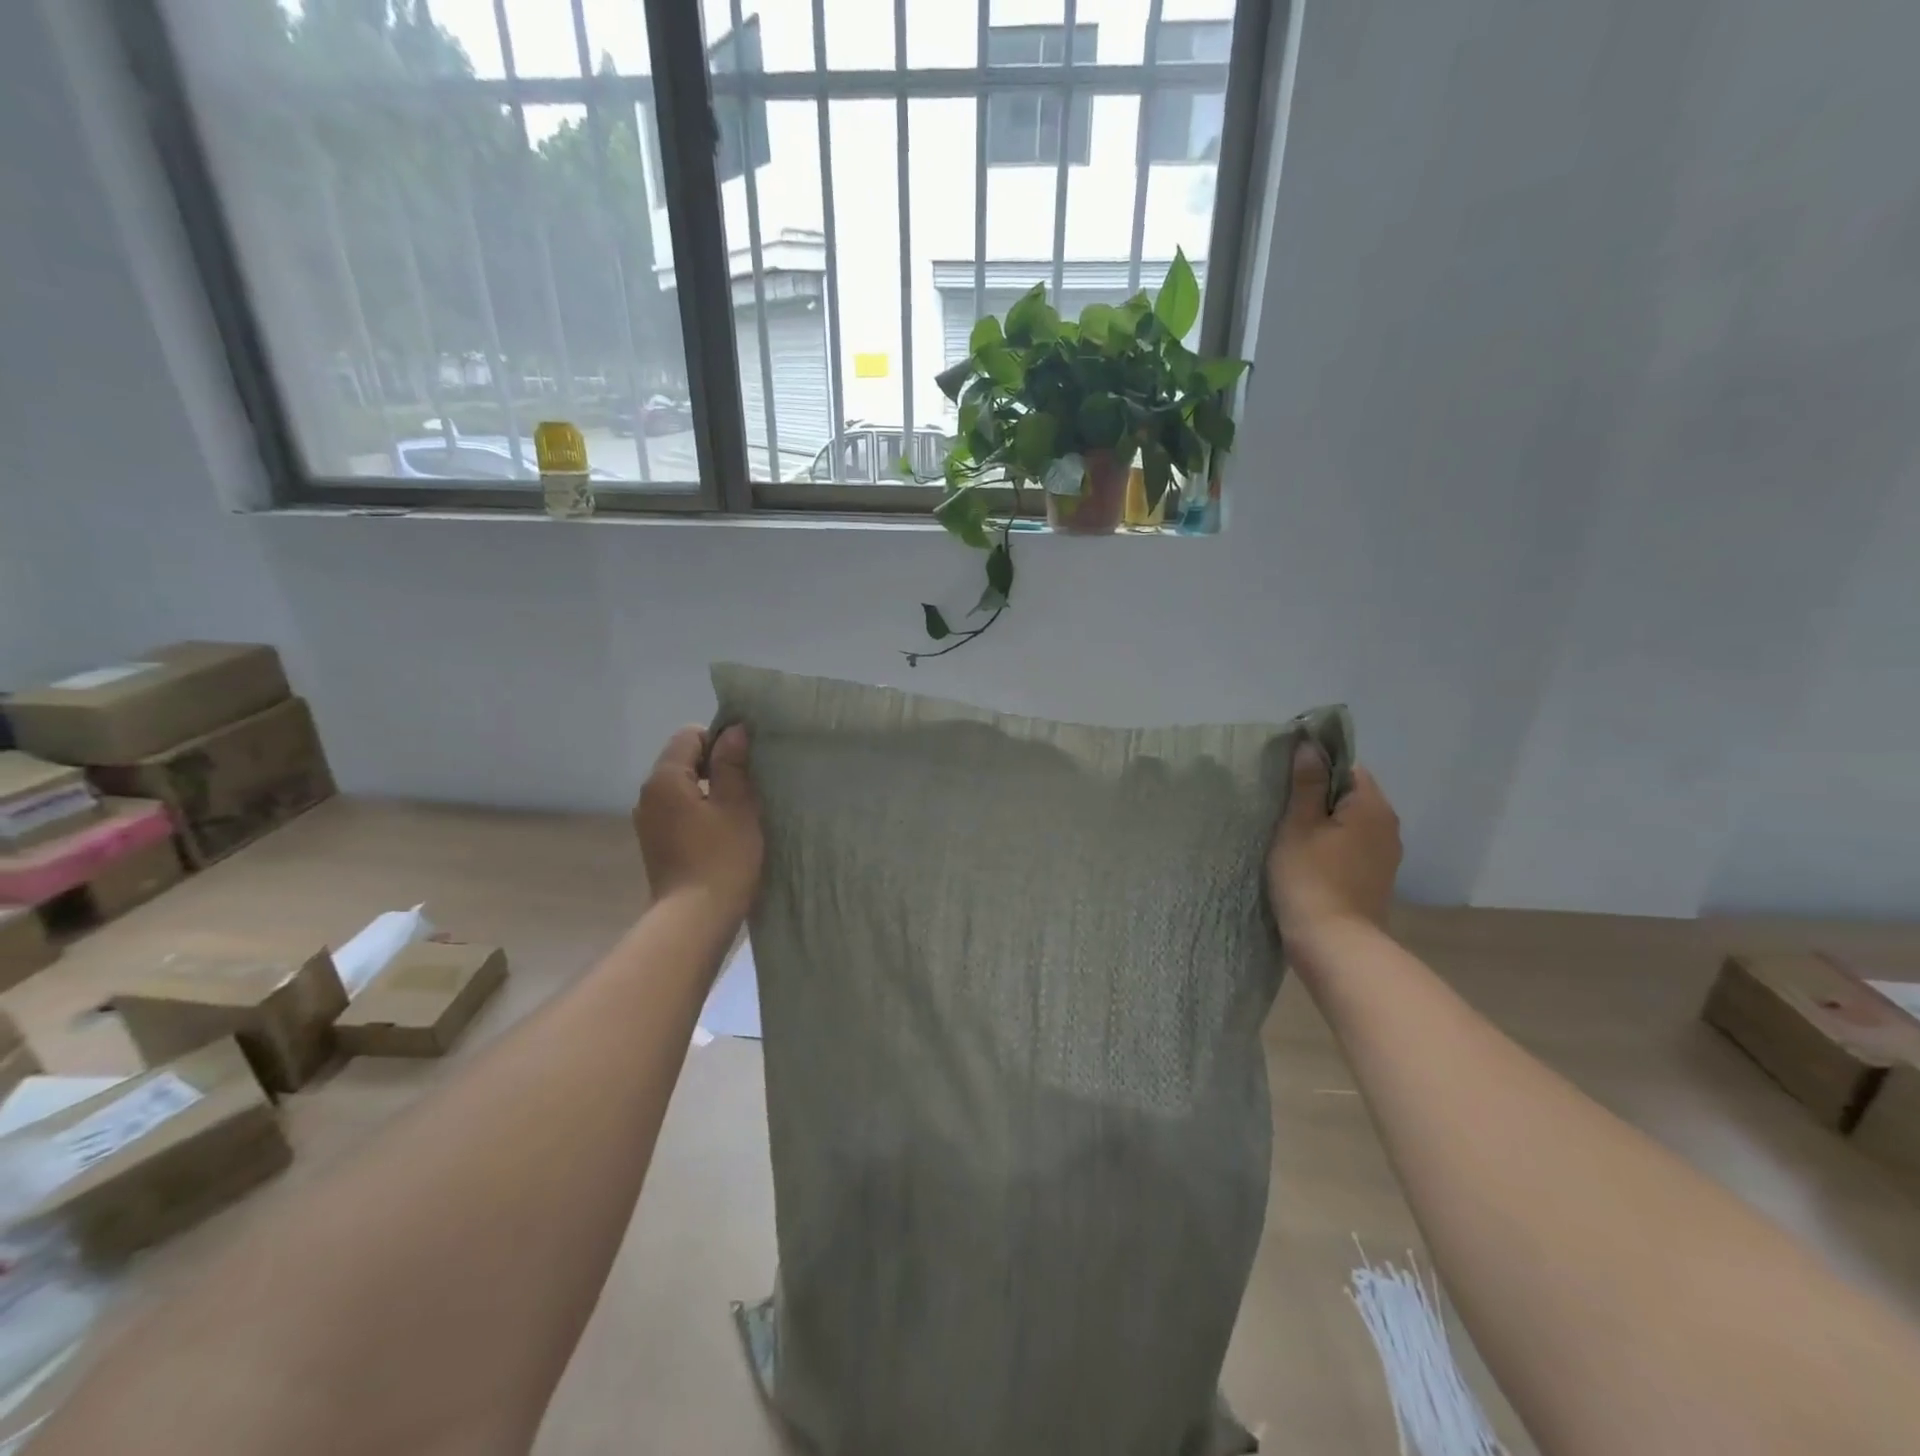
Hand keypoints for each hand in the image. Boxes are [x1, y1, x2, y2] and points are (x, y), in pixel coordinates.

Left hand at [634, 725, 761, 916]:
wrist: (696, 919)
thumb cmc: (722, 857)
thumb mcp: (737, 805)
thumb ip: (733, 764)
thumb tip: (734, 730)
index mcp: (665, 779)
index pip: (690, 735)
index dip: (721, 741)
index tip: (746, 764)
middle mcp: (648, 795)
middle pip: (684, 760)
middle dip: (716, 767)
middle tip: (749, 787)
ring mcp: (649, 821)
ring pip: (683, 788)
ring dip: (710, 791)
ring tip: (739, 811)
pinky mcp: (657, 844)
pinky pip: (680, 812)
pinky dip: (701, 813)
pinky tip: (723, 833)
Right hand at [1267, 743, 1400, 940]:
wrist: (1334, 944)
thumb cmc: (1310, 878)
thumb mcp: (1298, 826)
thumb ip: (1306, 784)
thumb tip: (1310, 746)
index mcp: (1372, 807)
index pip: (1348, 767)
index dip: (1317, 767)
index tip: (1287, 780)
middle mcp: (1388, 826)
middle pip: (1351, 794)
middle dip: (1319, 796)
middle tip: (1282, 806)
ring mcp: (1385, 855)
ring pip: (1351, 822)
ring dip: (1325, 822)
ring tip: (1290, 832)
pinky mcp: (1375, 878)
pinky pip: (1353, 846)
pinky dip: (1332, 844)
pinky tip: (1307, 857)